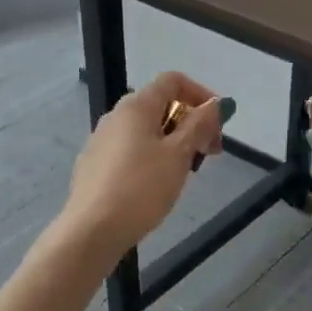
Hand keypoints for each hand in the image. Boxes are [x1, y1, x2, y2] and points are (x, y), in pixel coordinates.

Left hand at [64, 72, 226, 256]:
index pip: (173, 81)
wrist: (92, 230)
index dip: (201, 94)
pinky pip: (131, 149)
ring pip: (146, 130)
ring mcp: (101, 140)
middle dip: (191, 123)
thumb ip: (199, 125)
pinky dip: (152, 156)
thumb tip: (216, 103)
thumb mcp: (179, 155)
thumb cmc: (142, 188)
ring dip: (174, 142)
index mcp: (136, 106)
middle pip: (160, 105)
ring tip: (187, 172)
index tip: (219, 123)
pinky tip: (157, 185)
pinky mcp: (94, 165)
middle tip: (211, 153)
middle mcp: (115, 116)